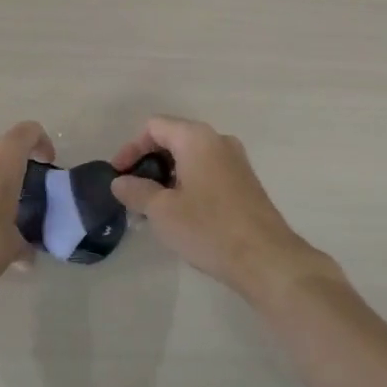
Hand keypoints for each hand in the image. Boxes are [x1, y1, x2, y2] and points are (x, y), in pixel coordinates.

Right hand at [111, 117, 336, 304]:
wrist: (267, 260)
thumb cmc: (209, 228)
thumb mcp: (162, 211)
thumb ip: (136, 191)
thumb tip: (120, 182)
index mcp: (196, 138)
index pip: (153, 127)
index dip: (130, 148)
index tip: (119, 176)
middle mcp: (218, 140)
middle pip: (173, 139)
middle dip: (148, 164)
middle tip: (133, 193)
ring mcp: (236, 161)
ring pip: (190, 158)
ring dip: (167, 178)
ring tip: (152, 209)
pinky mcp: (245, 183)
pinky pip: (207, 173)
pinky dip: (187, 185)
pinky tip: (180, 215)